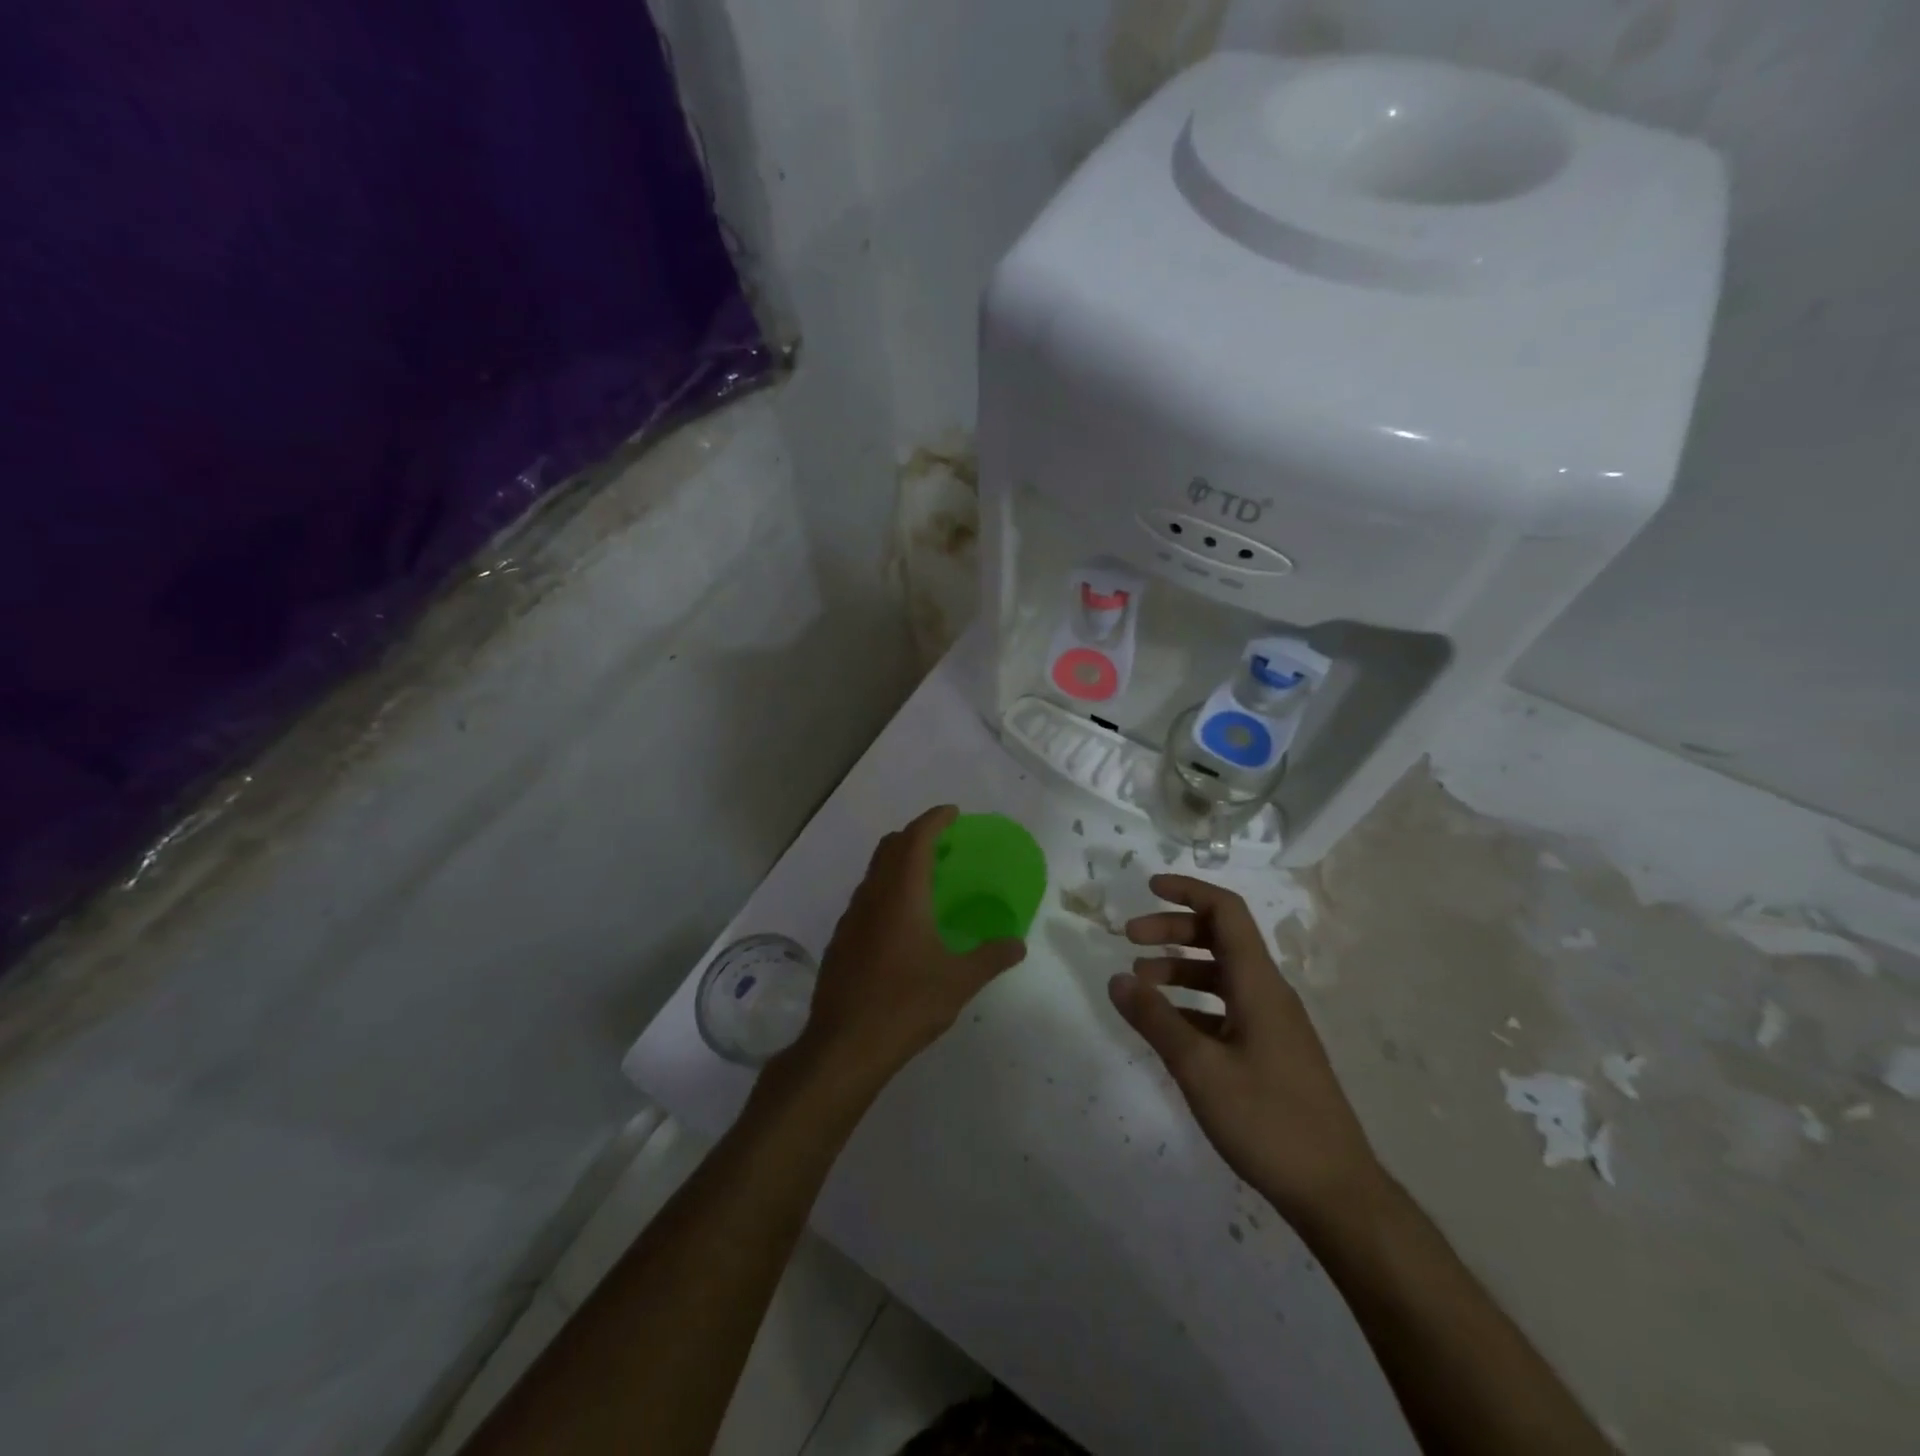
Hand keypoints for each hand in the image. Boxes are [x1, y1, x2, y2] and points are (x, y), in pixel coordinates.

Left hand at [792, 806, 1027, 1089]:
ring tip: (925, 879)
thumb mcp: (958, 982)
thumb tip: (1018, 943)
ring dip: (898, 863)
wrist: (844, 1045)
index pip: (916, 839)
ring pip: (874, 872)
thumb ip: (991, 957)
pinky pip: (865, 898)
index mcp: (902, 895)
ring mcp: (851, 918)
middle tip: (942, 843)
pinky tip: (900, 922)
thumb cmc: (905, 1005)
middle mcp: (872, 896)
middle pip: (890, 848)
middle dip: (915, 836)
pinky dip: (885, 890)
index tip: (953, 813)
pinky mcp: (840, 940)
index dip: (934, 820)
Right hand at [1109, 875, 1382, 1229]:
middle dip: (1172, 930)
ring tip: (1139, 983)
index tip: (1148, 887)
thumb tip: (1116, 978)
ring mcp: (1272, 1024)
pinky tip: (1168, 1026)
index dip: (1188, 891)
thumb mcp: (1199, 1068)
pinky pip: (1227, 1008)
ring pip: (1221, 975)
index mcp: (1258, 984)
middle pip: (1220, 938)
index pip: (1226, 912)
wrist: (1335, 1192)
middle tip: (1128, 938)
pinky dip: (1193, 1004)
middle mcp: (1268, 993)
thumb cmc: (1268, 1121)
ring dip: (1179, 968)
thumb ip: (1155, 1019)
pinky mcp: (1271, 1052)